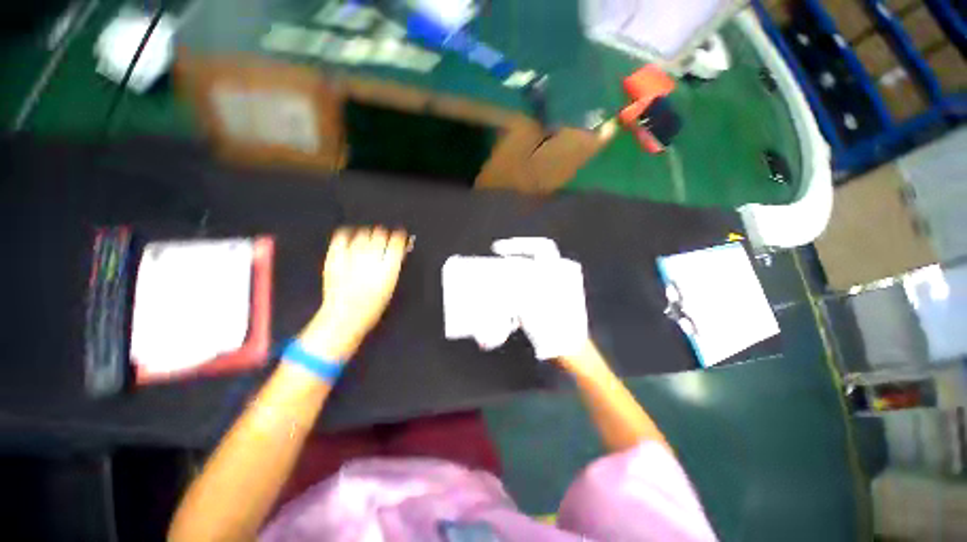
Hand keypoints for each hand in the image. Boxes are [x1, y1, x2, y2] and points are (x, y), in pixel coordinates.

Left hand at [299, 227, 407, 360]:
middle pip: (380, 234)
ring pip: (362, 233)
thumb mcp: (391, 285)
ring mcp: (351, 257)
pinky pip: (341, 237)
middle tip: (384, 238)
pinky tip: (350, 238)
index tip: (400, 236)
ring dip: (368, 234)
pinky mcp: (334, 258)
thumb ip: (395, 264)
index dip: (400, 236)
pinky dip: (347, 234)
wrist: (345, 316)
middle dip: (384, 234)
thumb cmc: (373, 305)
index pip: (397, 243)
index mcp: (388, 268)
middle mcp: (371, 259)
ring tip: (368, 239)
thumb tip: (400, 249)